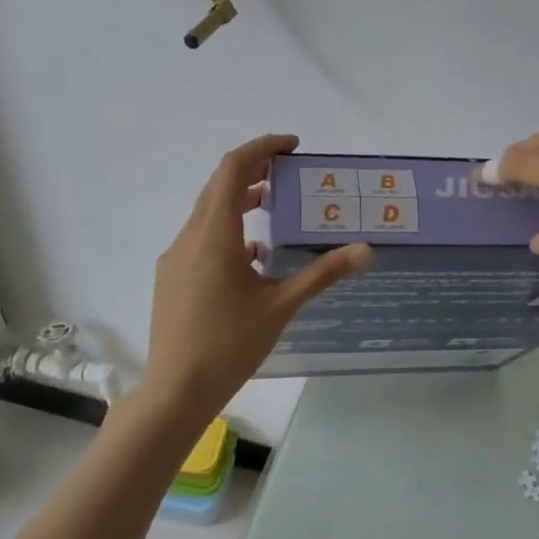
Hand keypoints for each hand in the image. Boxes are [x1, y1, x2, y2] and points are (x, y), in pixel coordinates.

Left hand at [140, 135, 371, 418]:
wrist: (175, 392)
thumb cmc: (229, 346)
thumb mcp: (281, 306)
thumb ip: (323, 273)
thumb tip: (367, 250)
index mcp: (215, 235)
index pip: (234, 169)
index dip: (262, 147)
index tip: (293, 146)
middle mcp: (190, 237)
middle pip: (219, 185)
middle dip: (254, 170)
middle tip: (289, 172)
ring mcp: (176, 258)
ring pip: (208, 212)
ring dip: (240, 200)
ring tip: (274, 207)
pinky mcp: (171, 277)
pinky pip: (201, 238)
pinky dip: (228, 230)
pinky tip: (252, 257)